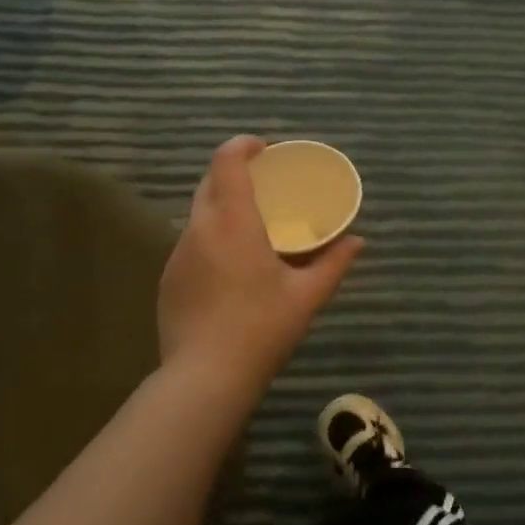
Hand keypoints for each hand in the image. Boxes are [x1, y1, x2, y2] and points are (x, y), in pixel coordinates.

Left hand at [158, 136, 364, 388]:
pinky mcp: (168, 279)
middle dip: (233, 173)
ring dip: (221, 206)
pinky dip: (211, 238)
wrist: (204, 378)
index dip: (242, 145)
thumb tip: (357, 241)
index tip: (264, 149)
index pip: (227, 162)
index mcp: (233, 222)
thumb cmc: (262, 328)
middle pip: (209, 182)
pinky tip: (230, 267)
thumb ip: (334, 263)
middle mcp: (199, 229)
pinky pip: (190, 243)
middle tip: (264, 184)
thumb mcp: (307, 296)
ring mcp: (177, 255)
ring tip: (250, 225)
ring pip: (198, 214)